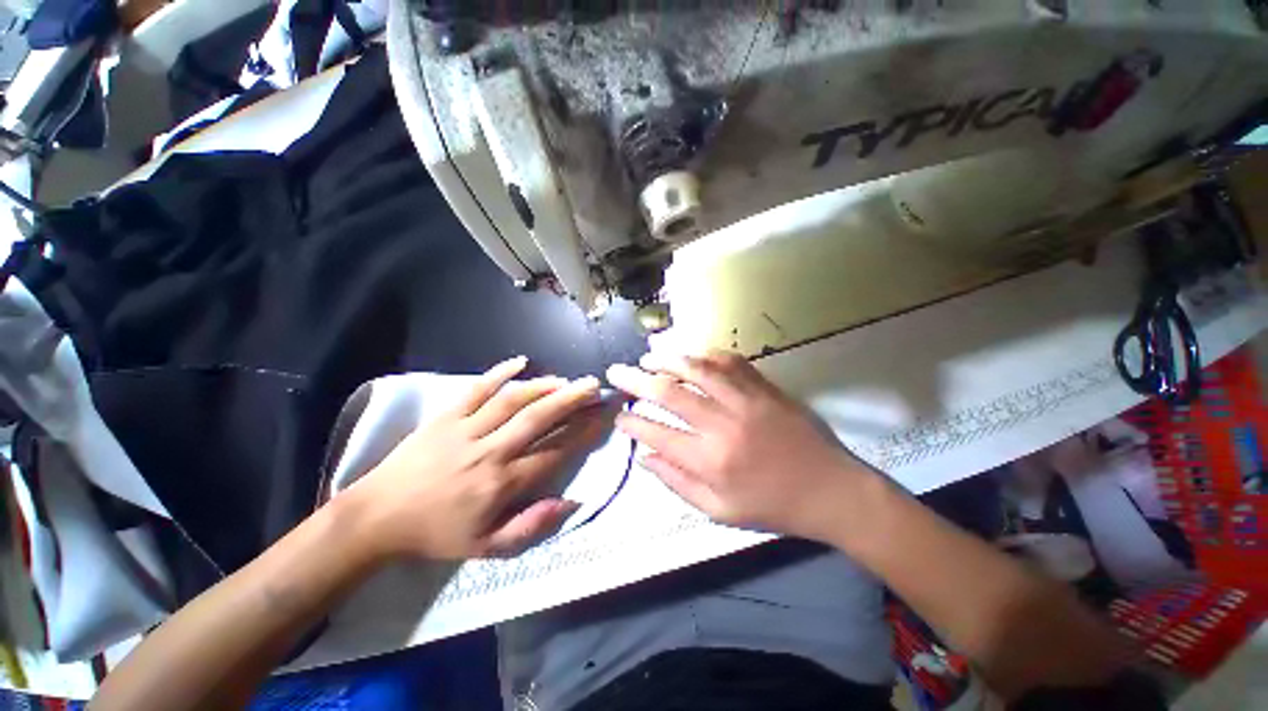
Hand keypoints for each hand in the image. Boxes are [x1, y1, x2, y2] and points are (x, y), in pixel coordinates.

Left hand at [344, 357, 605, 560]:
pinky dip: (499, 372)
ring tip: (566, 380)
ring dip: (544, 387)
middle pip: (538, 418)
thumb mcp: (487, 547)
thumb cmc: (437, 534)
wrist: (378, 517)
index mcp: (501, 483)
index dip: (582, 432)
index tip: (602, 417)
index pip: (554, 452)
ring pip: (512, 400)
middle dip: (571, 399)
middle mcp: (489, 451)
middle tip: (593, 385)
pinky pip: (476, 389)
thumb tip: (572, 502)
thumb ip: (532, 526)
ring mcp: (465, 430)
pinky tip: (521, 362)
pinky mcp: (445, 416)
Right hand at [606, 350, 879, 542]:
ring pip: (697, 369)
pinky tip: (692, 354)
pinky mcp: (765, 388)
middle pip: (669, 393)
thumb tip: (644, 457)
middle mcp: (723, 425)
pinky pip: (730, 362)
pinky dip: (706, 354)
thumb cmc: (773, 507)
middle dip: (635, 380)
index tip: (618, 417)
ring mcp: (746, 401)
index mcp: (710, 461)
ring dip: (667, 359)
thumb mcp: (719, 511)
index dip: (631, 423)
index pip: (656, 433)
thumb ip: (677, 483)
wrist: (831, 490)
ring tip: (648, 356)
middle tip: (617, 372)